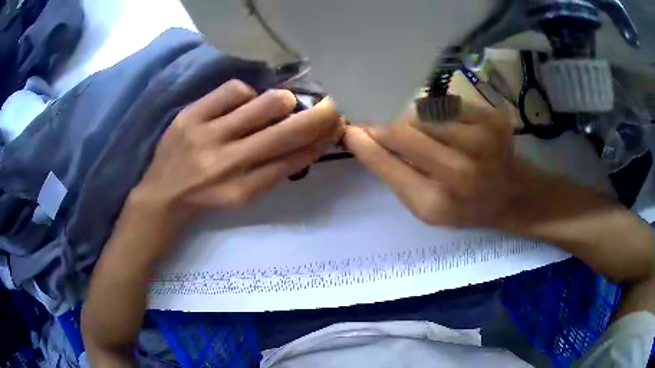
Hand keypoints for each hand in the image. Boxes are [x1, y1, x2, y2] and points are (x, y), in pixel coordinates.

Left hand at [131, 80, 341, 224]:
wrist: (162, 193)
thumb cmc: (208, 197)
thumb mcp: (244, 196)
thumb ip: (276, 171)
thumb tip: (310, 142)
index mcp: (243, 189)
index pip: (294, 159)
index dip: (321, 139)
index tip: (337, 125)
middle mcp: (227, 162)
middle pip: (286, 131)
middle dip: (320, 115)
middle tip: (331, 105)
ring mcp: (206, 134)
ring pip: (265, 103)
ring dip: (284, 102)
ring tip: (280, 106)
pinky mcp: (190, 114)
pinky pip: (234, 89)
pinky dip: (247, 94)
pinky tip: (242, 104)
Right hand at [344, 102, 518, 228]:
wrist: (511, 194)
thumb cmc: (464, 206)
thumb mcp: (426, 208)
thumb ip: (394, 174)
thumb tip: (362, 137)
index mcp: (435, 203)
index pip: (386, 162)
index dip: (364, 141)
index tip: (350, 127)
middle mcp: (460, 173)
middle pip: (403, 130)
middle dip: (386, 123)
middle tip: (380, 120)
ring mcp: (482, 142)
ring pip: (424, 112)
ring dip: (412, 116)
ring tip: (417, 125)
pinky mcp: (493, 120)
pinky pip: (448, 103)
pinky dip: (437, 110)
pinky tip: (442, 121)